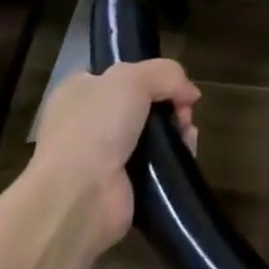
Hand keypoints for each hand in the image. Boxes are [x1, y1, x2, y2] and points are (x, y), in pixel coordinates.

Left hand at [28, 60, 199, 257]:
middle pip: (144, 100)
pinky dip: (176, 154)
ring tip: (186, 132)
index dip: (146, 71)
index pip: (115, 72)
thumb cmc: (95, 126)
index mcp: (78, 91)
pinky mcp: (124, 183)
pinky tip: (185, 151)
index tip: (169, 80)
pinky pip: (159, 160)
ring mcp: (105, 155)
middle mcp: (89, 121)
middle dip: (171, 101)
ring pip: (155, 130)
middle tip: (183, 110)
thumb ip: (167, 73)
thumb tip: (190, 95)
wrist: (79, 197)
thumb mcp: (132, 78)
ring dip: (178, 128)